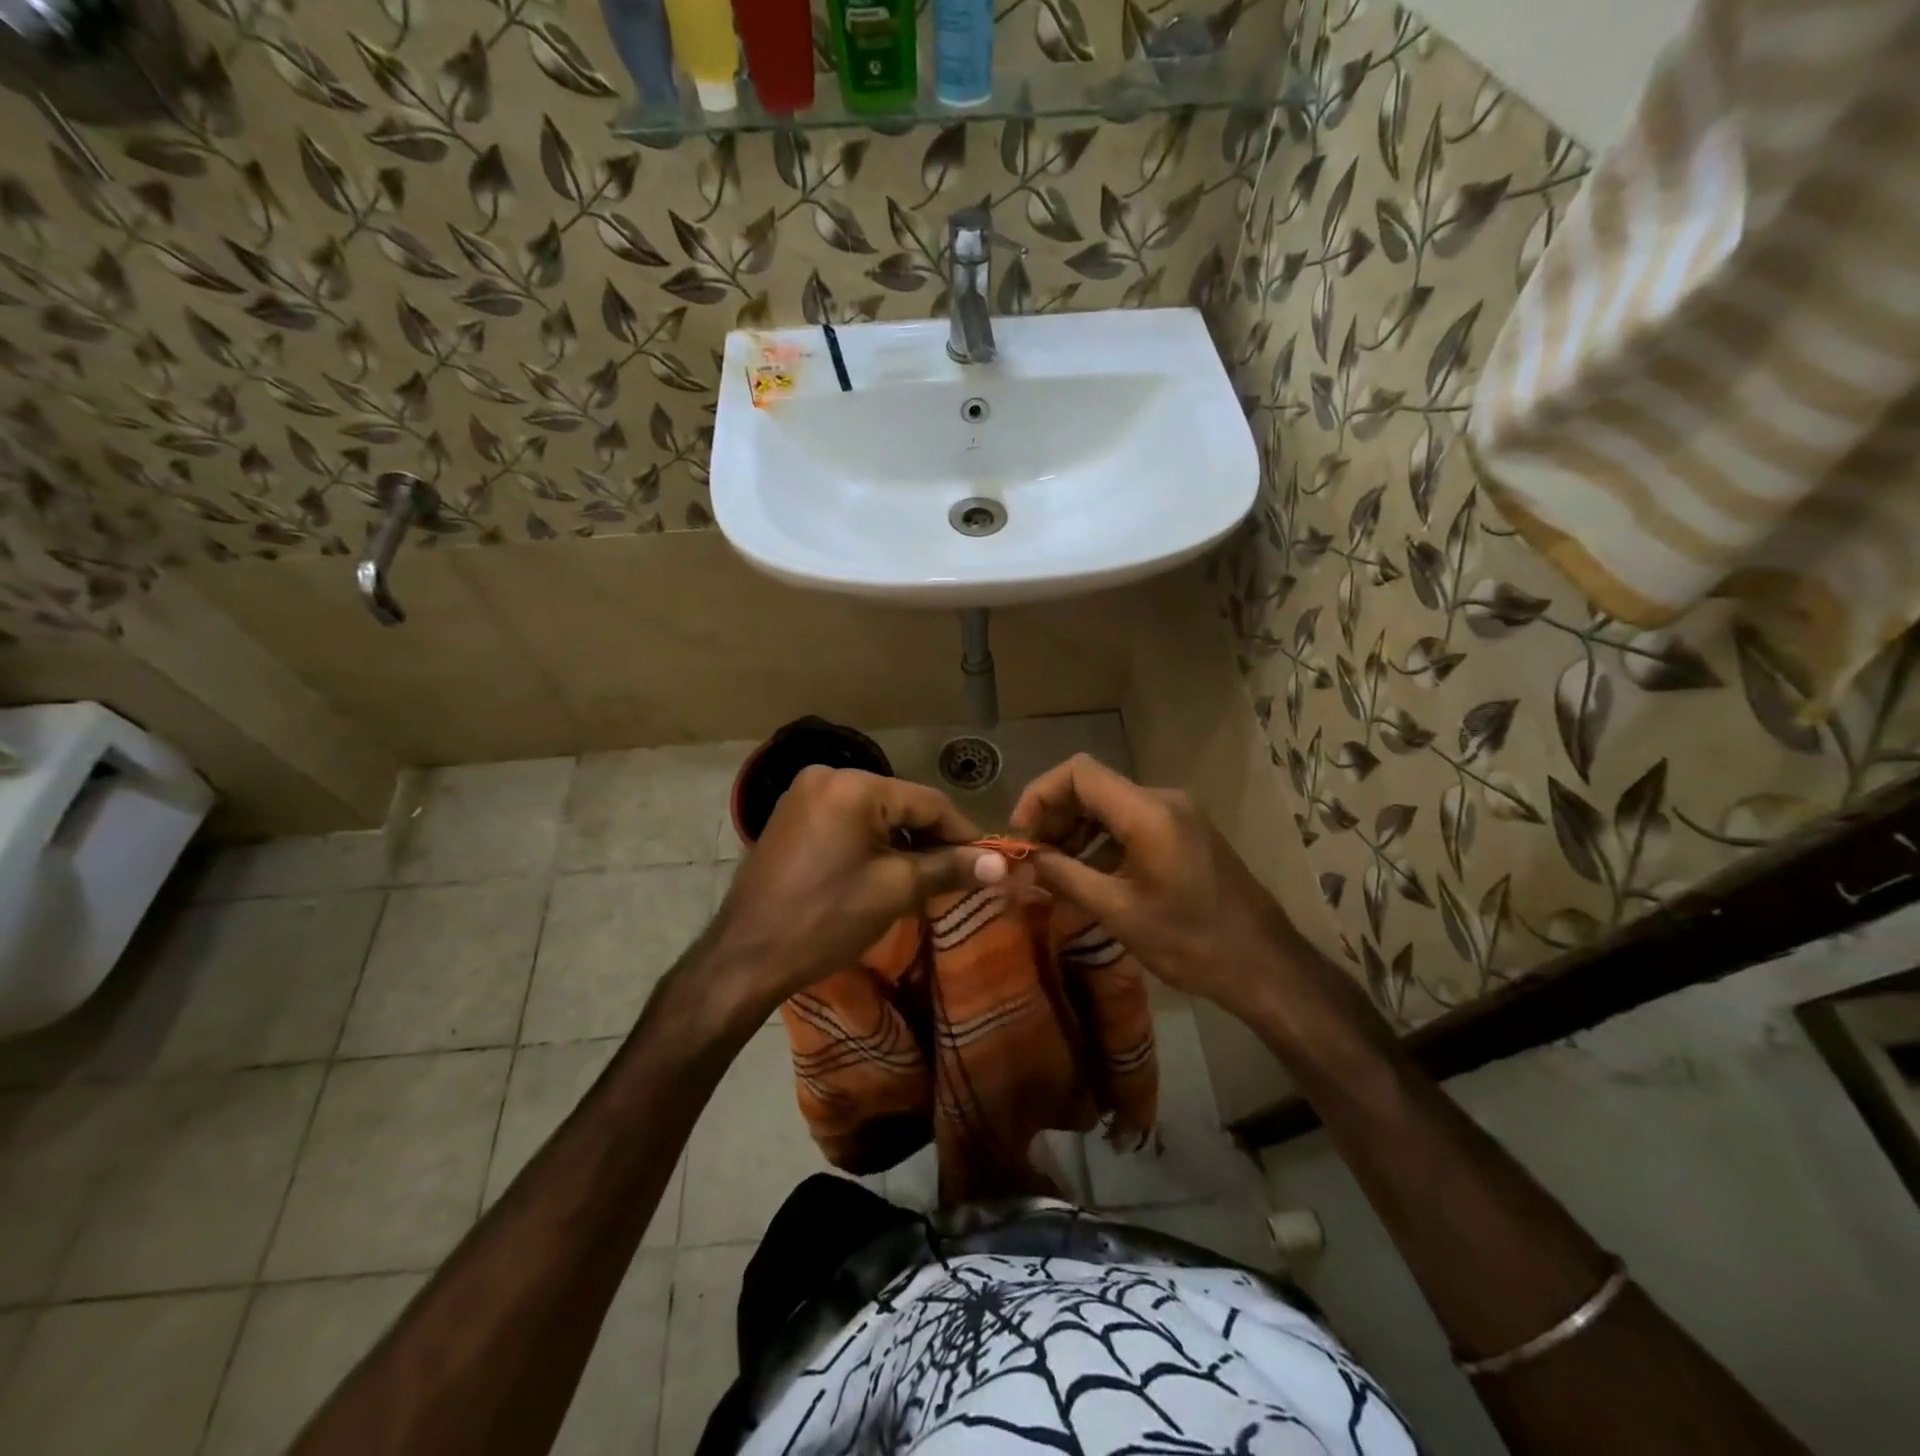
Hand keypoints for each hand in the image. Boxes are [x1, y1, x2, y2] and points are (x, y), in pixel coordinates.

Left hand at [706, 767, 1003, 1013]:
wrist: (746, 956)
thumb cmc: (825, 919)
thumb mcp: (895, 890)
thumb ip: (950, 868)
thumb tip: (1003, 863)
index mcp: (854, 785)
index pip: (928, 801)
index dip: (963, 833)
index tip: (989, 861)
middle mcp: (827, 775)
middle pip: (900, 803)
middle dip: (931, 838)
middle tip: (958, 874)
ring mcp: (804, 794)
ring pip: (874, 812)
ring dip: (902, 841)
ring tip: (925, 877)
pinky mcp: (792, 815)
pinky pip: (848, 820)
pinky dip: (872, 841)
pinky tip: (885, 868)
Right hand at [1009, 755, 1309, 1014]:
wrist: (1265, 964)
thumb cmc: (1191, 941)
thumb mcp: (1119, 913)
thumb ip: (1066, 877)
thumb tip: (1025, 859)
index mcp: (1148, 812)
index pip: (1079, 773)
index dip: (1040, 795)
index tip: (1021, 833)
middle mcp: (1163, 800)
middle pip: (1093, 786)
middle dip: (1055, 815)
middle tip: (1033, 857)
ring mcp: (1178, 814)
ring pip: (1110, 804)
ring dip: (1077, 830)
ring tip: (1055, 870)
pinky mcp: (1185, 831)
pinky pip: (1132, 821)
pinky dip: (1102, 840)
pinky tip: (1088, 874)